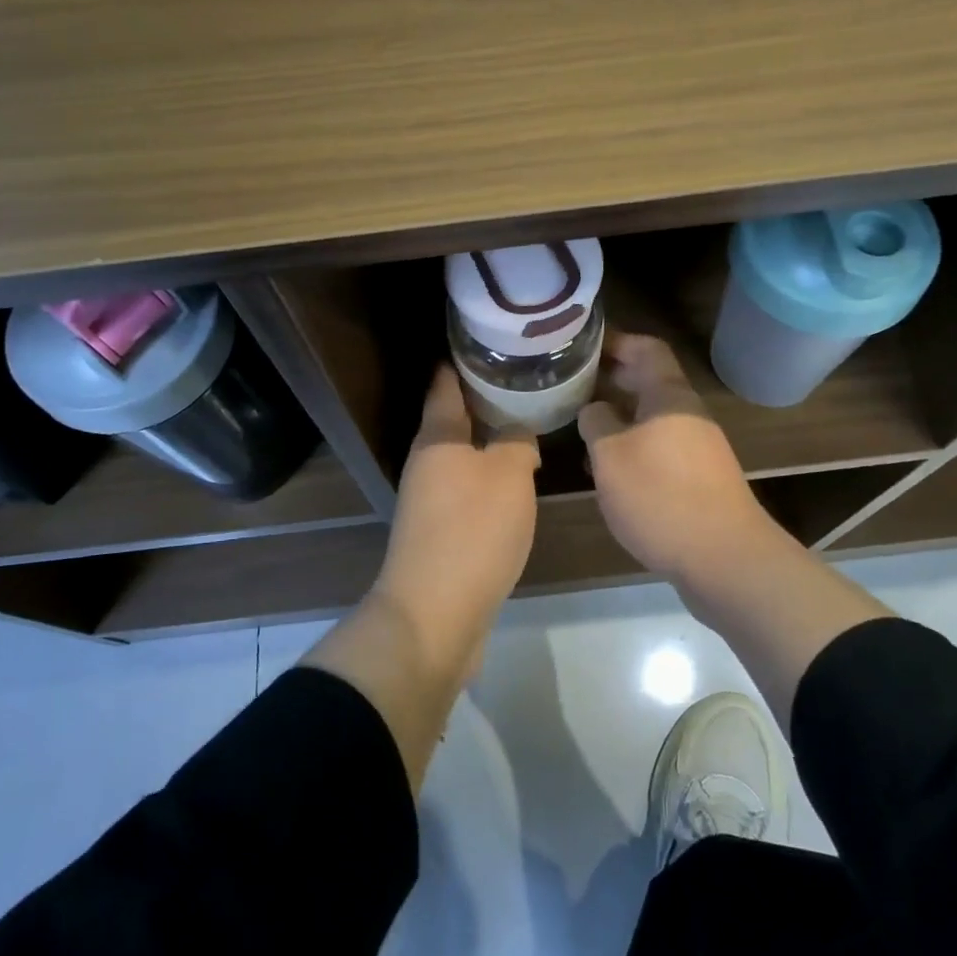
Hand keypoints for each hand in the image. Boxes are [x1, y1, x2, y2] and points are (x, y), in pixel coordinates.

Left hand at [376, 365, 539, 611]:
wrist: (435, 614)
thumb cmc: (472, 531)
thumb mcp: (509, 475)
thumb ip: (517, 442)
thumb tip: (517, 434)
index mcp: (437, 437)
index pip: (446, 383)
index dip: (465, 359)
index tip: (492, 341)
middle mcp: (427, 462)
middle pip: (454, 418)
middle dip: (486, 399)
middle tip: (527, 381)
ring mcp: (429, 499)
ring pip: (463, 455)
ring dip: (490, 440)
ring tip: (529, 424)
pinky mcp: (440, 530)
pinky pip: (467, 488)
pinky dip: (490, 476)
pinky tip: (517, 479)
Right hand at [579, 333, 789, 590]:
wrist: (723, 558)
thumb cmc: (660, 496)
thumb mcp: (610, 455)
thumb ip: (596, 422)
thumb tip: (594, 409)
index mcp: (669, 396)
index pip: (646, 348)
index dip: (615, 341)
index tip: (582, 345)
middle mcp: (687, 413)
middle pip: (649, 381)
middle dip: (611, 378)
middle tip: (572, 382)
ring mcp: (696, 447)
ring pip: (651, 417)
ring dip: (619, 416)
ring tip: (581, 424)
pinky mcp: (697, 478)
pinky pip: (659, 447)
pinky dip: (632, 446)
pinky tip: (607, 468)